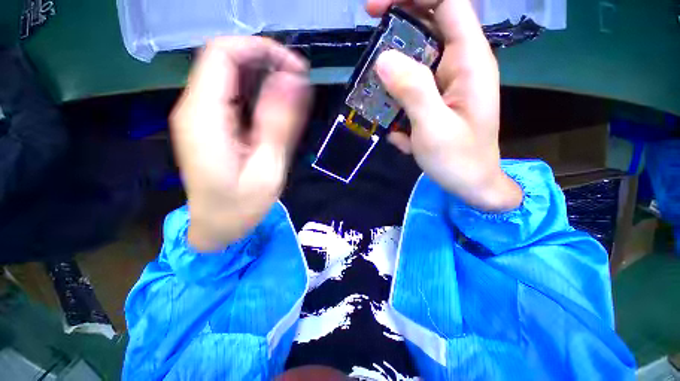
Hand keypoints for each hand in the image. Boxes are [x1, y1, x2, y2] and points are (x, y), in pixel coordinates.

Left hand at [171, 37, 310, 251]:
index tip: (297, 68)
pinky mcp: (210, 124)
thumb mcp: (267, 170)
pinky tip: (277, 109)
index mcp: (203, 117)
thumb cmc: (241, 208)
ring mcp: (200, 115)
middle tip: (300, 83)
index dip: (261, 49)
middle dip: (266, 61)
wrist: (215, 227)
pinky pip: (232, 93)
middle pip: (225, 59)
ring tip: (294, 96)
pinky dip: (258, 92)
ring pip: (230, 74)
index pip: (223, 54)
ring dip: (264, 76)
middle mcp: (194, 108)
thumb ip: (279, 125)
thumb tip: (294, 82)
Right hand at [367, 0, 521, 211]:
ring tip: (378, 102)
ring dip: (392, 77)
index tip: (377, 7)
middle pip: (429, 26)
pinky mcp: (434, 102)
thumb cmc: (459, 160)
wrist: (470, 184)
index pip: (448, 4)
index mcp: (469, 62)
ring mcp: (445, 85)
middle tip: (369, 41)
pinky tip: (399, 134)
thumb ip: (413, 92)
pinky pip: (411, 90)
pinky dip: (398, 105)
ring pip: (415, 61)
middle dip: (397, 27)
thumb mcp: (434, 128)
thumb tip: (383, 59)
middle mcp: (459, 65)